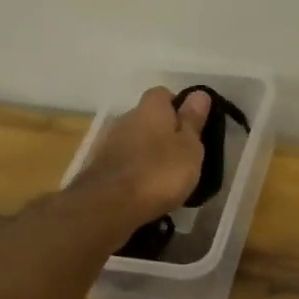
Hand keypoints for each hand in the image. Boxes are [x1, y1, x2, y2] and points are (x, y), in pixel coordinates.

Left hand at [72, 86, 211, 225]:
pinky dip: (134, 170)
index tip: (191, 127)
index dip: (177, 107)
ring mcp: (108, 143)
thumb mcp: (189, 148)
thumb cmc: (159, 172)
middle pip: (147, 118)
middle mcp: (126, 118)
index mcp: (151, 109)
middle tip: (181, 154)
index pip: (163, 94)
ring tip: (164, 176)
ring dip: (147, 152)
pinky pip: (123, 162)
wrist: (109, 205)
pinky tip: (145, 189)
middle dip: (162, 131)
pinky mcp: (98, 168)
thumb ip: (193, 121)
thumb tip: (199, 93)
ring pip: (134, 140)